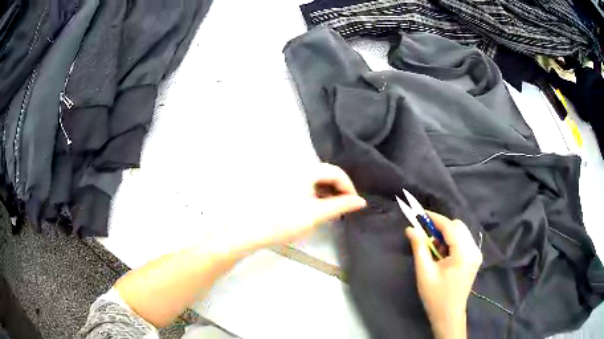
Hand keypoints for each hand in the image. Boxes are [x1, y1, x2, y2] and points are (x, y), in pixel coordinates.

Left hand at [219, 163, 366, 254]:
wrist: (251, 230)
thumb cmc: (285, 221)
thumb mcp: (316, 214)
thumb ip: (341, 206)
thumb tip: (361, 201)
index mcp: (306, 170)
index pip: (336, 171)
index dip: (349, 187)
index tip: (354, 203)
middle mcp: (297, 168)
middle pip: (325, 173)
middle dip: (338, 189)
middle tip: (343, 207)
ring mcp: (287, 176)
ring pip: (315, 180)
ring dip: (326, 192)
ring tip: (330, 210)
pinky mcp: (281, 185)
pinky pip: (304, 185)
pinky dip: (314, 194)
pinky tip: (314, 208)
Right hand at [405, 211, 481, 338]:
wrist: (448, 314)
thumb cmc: (435, 296)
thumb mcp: (424, 272)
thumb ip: (419, 247)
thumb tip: (411, 228)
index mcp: (463, 254)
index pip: (450, 227)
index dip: (434, 218)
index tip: (419, 214)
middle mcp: (473, 250)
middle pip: (458, 226)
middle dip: (440, 227)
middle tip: (425, 236)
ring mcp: (476, 253)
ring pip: (461, 232)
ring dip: (446, 234)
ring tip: (433, 248)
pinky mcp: (475, 257)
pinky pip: (463, 240)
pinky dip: (452, 241)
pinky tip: (443, 253)